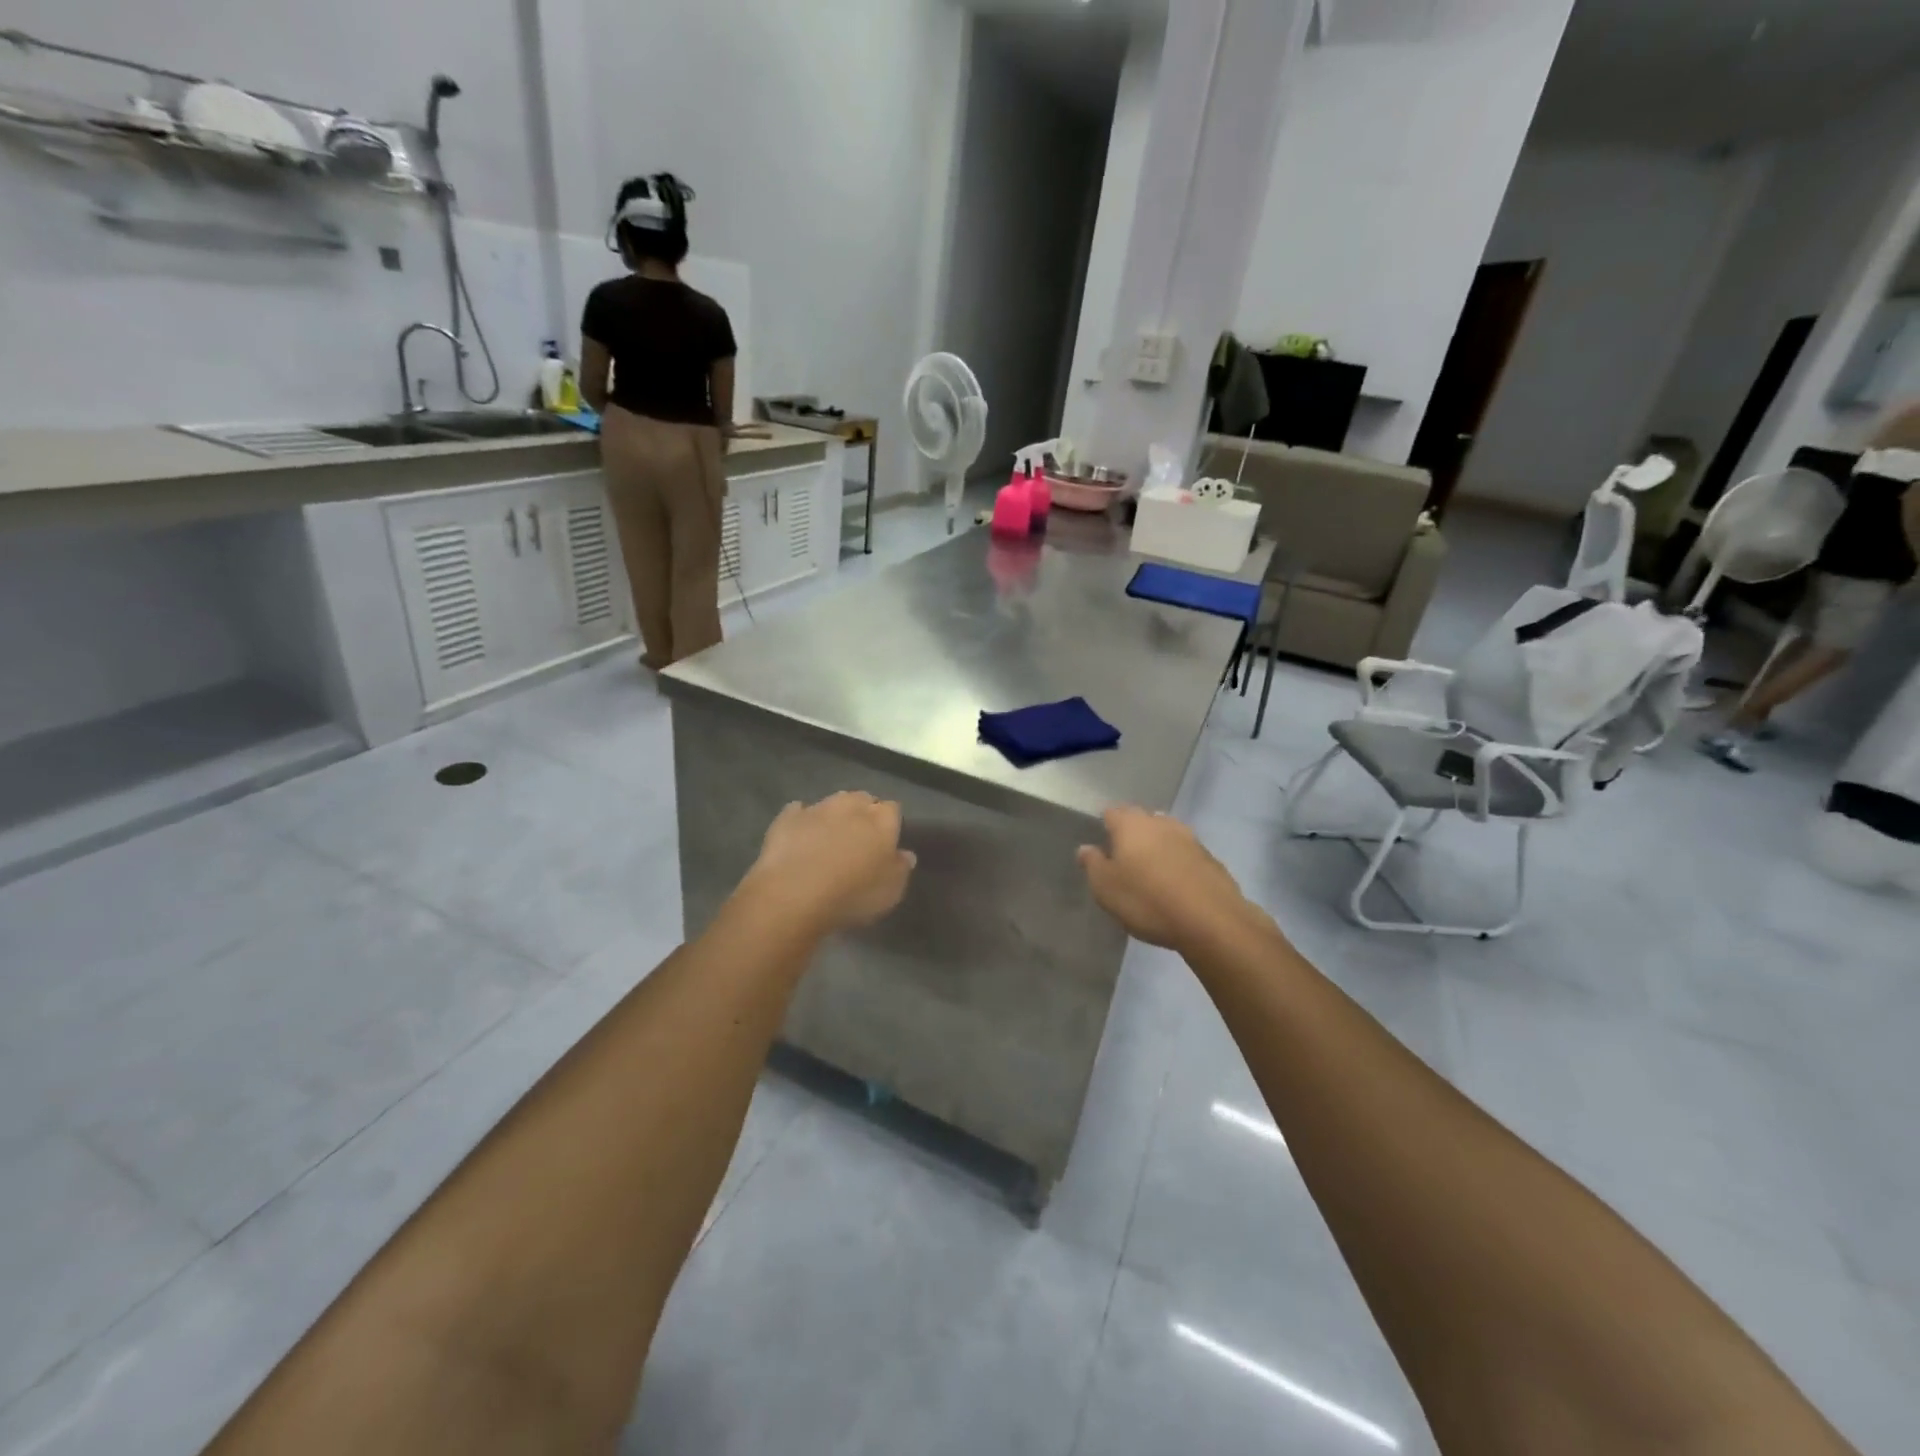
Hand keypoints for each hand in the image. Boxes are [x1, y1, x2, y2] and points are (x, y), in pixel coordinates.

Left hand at [742, 793, 916, 934]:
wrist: (794, 894)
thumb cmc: (852, 894)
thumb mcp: (890, 892)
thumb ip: (901, 869)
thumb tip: (905, 854)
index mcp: (881, 820)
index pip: (893, 810)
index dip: (890, 823)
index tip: (887, 841)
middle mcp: (851, 805)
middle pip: (862, 799)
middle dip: (863, 813)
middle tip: (860, 838)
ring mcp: (817, 808)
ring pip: (832, 802)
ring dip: (834, 815)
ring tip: (830, 837)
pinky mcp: (787, 818)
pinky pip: (799, 812)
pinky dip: (803, 820)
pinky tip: (801, 835)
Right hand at [1078, 806, 1252, 950]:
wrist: (1211, 921)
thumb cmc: (1147, 900)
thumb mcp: (1106, 888)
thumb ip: (1092, 864)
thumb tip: (1085, 848)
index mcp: (1131, 824)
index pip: (1112, 813)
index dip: (1105, 828)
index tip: (1101, 848)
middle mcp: (1160, 822)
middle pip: (1141, 821)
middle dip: (1132, 836)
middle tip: (1124, 862)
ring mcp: (1190, 838)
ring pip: (1165, 835)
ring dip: (1157, 849)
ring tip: (1150, 874)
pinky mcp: (1211, 859)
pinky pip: (1185, 855)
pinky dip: (1177, 864)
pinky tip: (1175, 886)